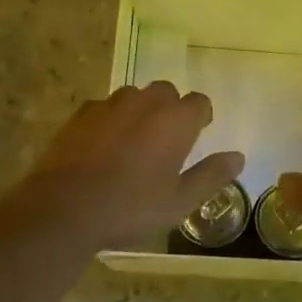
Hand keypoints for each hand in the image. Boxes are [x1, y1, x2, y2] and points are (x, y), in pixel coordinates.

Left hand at [12, 82, 244, 250]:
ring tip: (135, 142)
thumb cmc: (130, 207)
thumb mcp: (180, 201)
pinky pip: (104, 107)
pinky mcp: (80, 114)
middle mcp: (145, 103)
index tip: (198, 134)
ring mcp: (109, 105)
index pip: (199, 102)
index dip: (201, 117)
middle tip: (167, 140)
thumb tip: (238, 157)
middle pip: (166, 92)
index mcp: (175, 120)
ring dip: (141, 111)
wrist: (64, 209)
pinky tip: (104, 146)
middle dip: (171, 109)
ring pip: (134, 96)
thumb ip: (212, 175)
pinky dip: (111, 119)